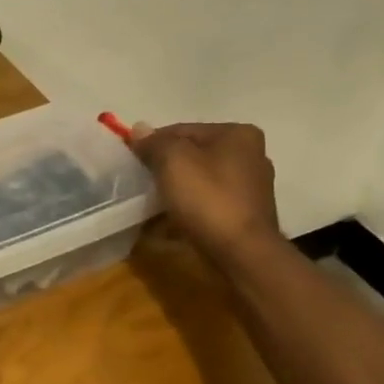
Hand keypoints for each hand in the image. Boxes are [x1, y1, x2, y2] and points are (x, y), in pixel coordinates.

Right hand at [130, 121, 282, 262]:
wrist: (242, 253)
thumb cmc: (208, 199)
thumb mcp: (173, 161)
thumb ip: (154, 142)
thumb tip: (138, 130)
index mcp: (237, 134)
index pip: (182, 130)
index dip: (153, 144)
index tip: (133, 162)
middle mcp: (251, 155)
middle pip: (193, 154)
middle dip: (166, 167)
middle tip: (142, 183)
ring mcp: (250, 186)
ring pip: (200, 179)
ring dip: (176, 188)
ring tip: (153, 203)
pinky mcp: (246, 213)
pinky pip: (208, 202)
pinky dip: (189, 207)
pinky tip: (171, 219)